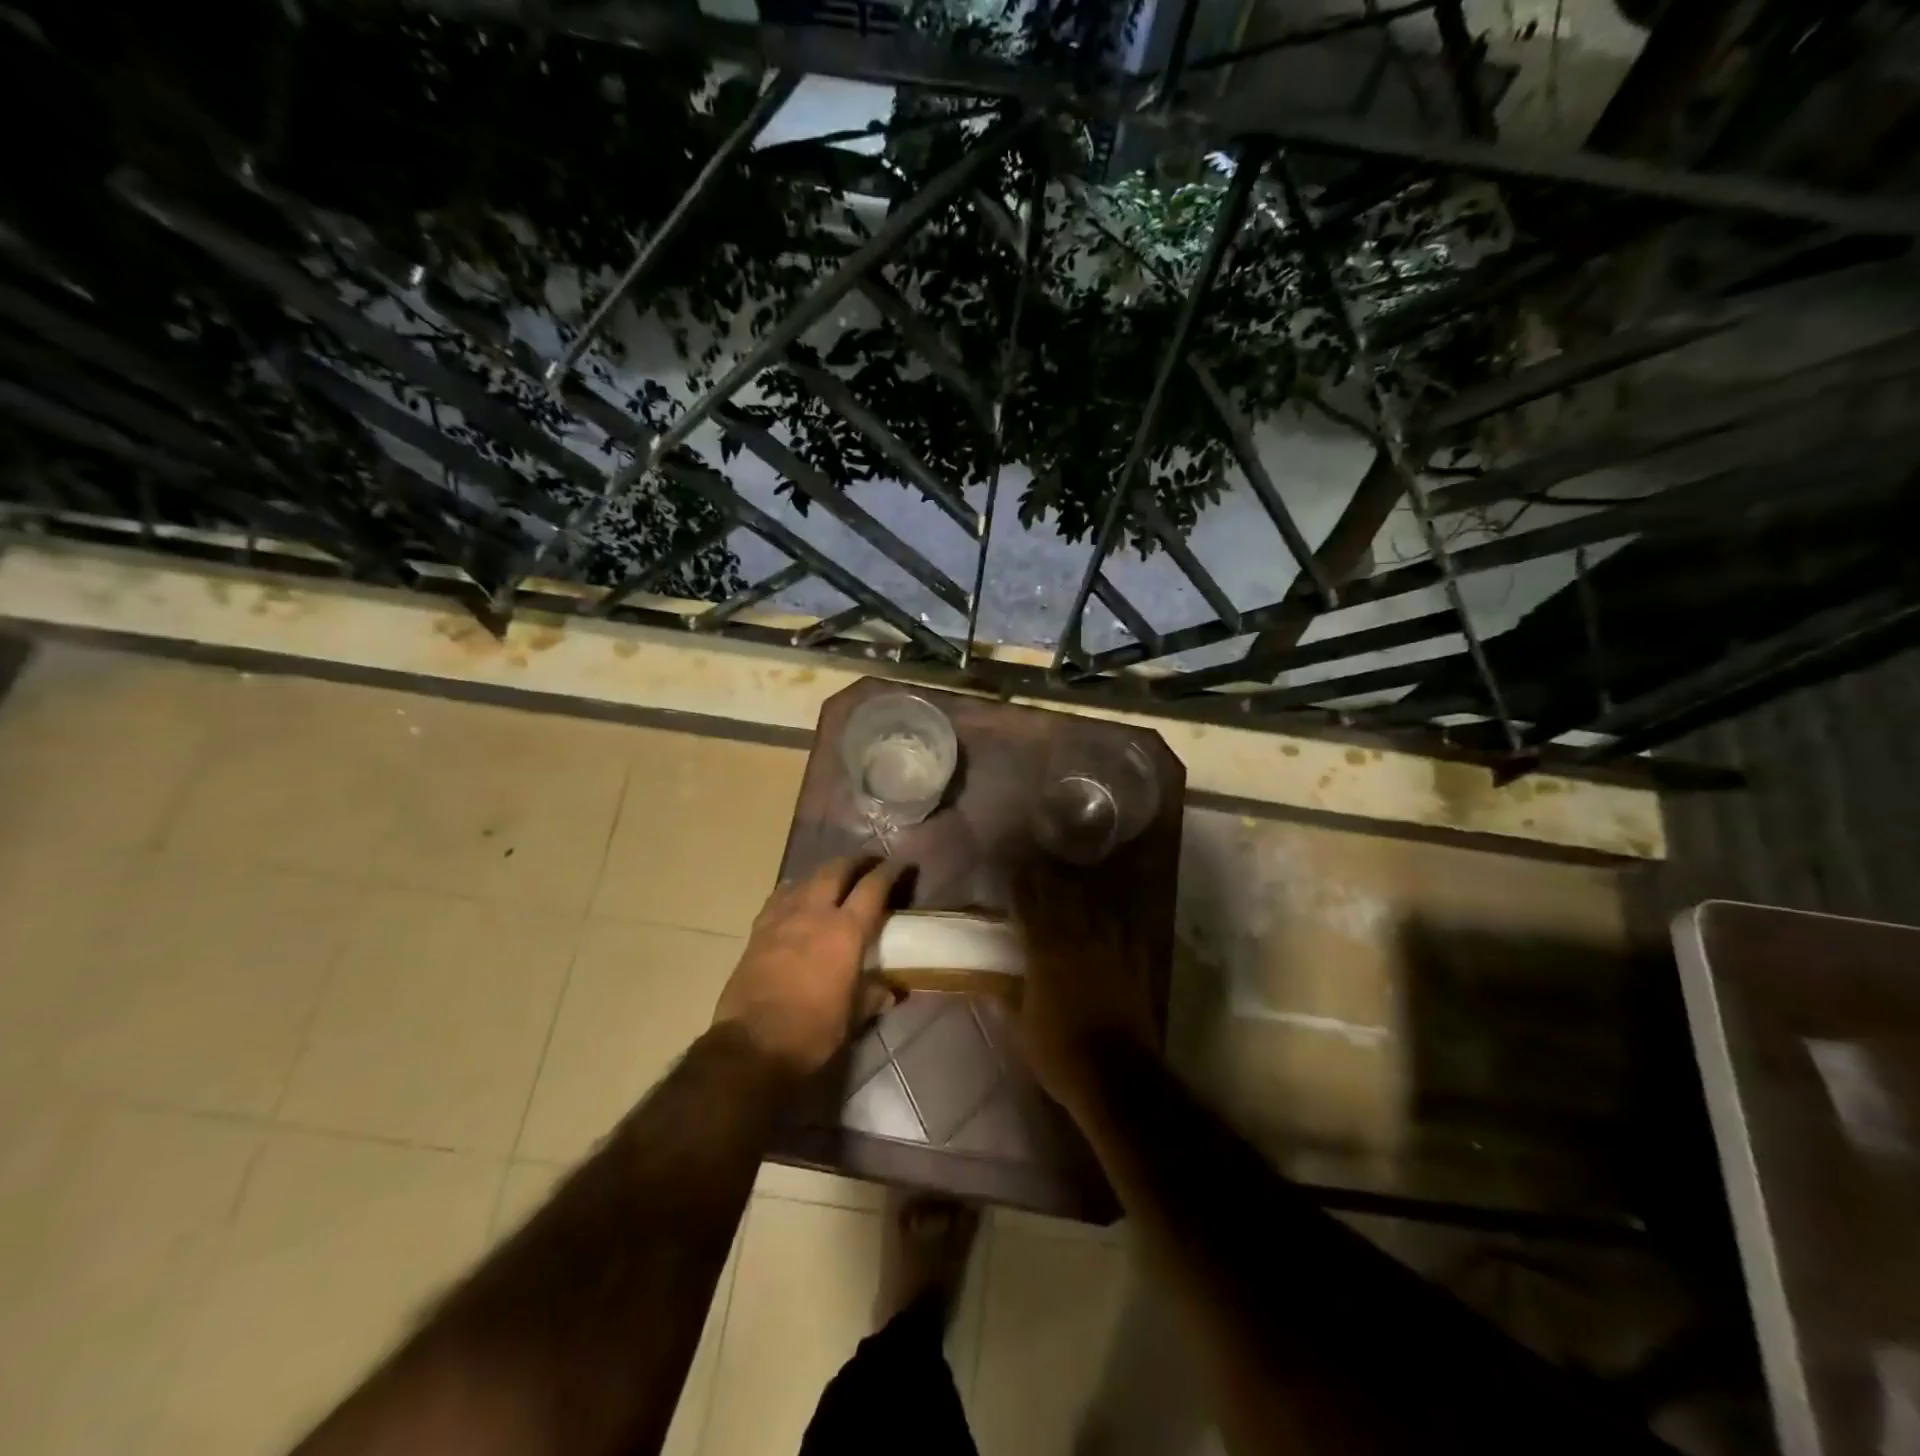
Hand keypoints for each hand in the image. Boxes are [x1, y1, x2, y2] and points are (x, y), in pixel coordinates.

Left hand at [715, 856, 905, 1077]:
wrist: (751, 1043)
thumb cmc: (811, 1031)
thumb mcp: (851, 1017)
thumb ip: (872, 996)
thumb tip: (892, 992)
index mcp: (846, 931)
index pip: (872, 888)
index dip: (888, 872)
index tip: (899, 863)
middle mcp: (816, 913)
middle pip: (837, 870)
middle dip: (855, 862)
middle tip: (868, 862)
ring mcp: (783, 917)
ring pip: (807, 878)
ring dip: (825, 873)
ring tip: (835, 876)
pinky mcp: (759, 929)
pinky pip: (780, 896)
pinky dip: (794, 889)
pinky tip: (797, 895)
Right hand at [1011, 856, 1157, 1117]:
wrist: (1116, 1076)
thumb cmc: (1059, 1054)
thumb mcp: (1022, 1031)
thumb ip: (1009, 1000)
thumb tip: (992, 984)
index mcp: (1045, 953)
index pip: (1030, 909)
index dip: (1022, 889)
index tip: (1016, 873)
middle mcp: (1078, 942)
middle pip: (1065, 899)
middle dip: (1052, 881)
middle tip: (1044, 869)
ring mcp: (1111, 951)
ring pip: (1098, 910)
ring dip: (1086, 897)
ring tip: (1079, 889)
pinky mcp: (1136, 966)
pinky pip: (1129, 935)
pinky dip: (1119, 925)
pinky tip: (1116, 923)